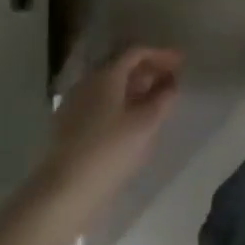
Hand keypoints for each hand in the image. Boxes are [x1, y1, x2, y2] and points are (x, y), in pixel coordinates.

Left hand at [37, 46, 181, 212]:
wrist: (63, 192)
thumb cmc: (109, 152)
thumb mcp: (145, 125)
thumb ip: (163, 100)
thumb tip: (171, 84)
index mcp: (106, 76)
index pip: (136, 53)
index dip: (161, 54)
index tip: (181, 62)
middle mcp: (88, 82)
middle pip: (122, 67)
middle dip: (149, 70)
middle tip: (172, 80)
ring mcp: (75, 103)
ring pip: (111, 86)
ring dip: (136, 88)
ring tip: (156, 100)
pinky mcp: (69, 125)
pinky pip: (101, 102)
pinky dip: (121, 103)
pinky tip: (132, 120)